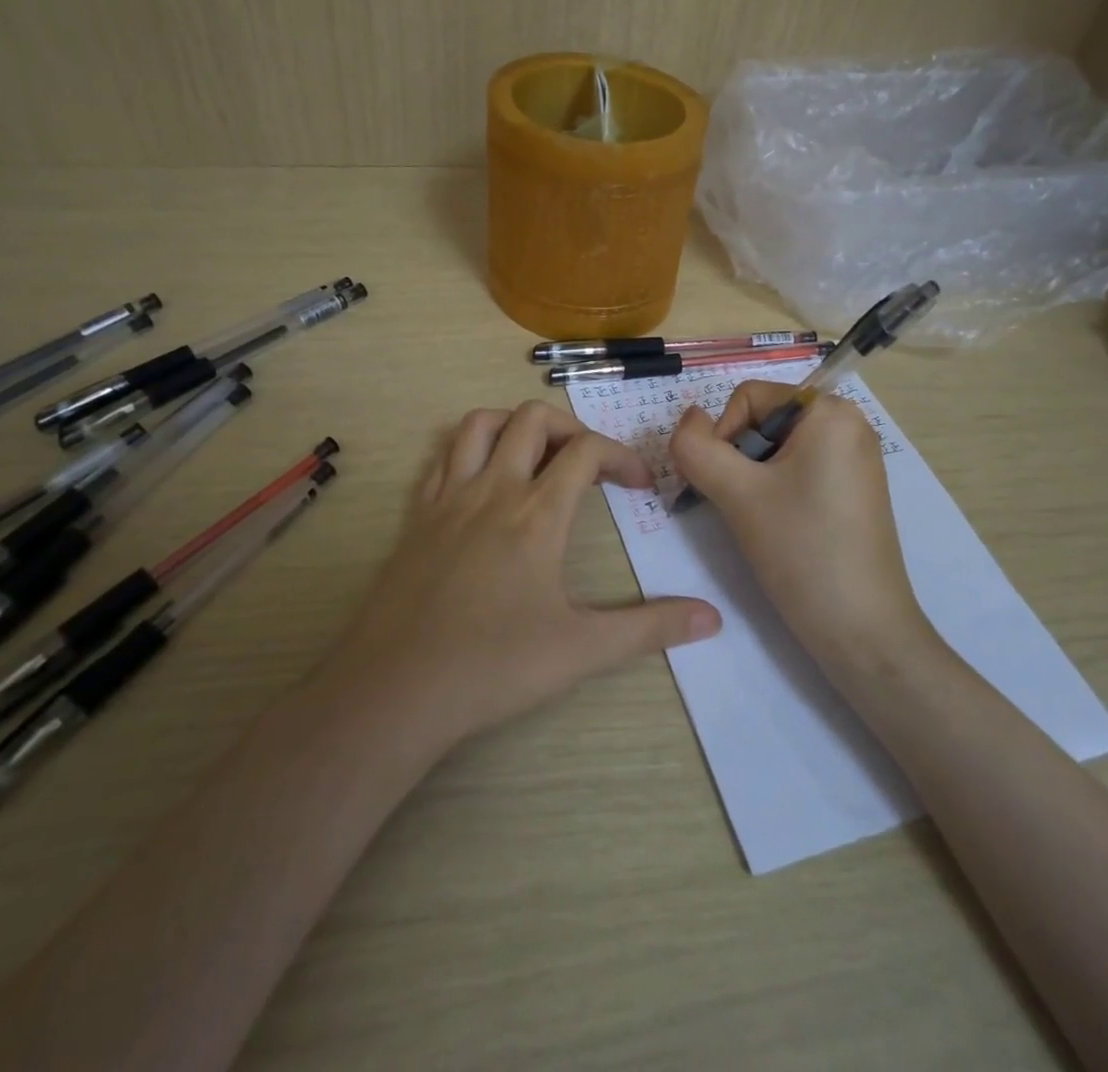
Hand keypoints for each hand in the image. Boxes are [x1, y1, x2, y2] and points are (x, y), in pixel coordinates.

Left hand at [323, 401, 721, 753]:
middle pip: (533, 419)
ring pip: (480, 424)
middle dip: (572, 428)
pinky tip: (482, 481)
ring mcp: (448, 498)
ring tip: (537, 456)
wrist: (395, 688)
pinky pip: (442, 457)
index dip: (621, 456)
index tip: (640, 484)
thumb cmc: (493, 666)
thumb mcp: (581, 650)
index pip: (586, 452)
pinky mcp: (416, 516)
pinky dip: (470, 450)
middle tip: (589, 464)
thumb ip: (650, 628)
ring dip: (514, 425)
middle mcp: (493, 489)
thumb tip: (712, 618)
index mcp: (537, 514)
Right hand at [668, 382, 935, 670]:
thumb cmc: (801, 550)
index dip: (722, 436)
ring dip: (753, 478)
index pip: (748, 397)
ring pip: (777, 449)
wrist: (862, 630)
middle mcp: (850, 424)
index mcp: (830, 412)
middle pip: (763, 421)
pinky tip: (780, 528)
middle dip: (739, 459)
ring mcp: (856, 459)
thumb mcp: (736, 493)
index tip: (725, 485)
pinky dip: (776, 491)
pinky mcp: (855, 490)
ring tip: (760, 520)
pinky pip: (800, 470)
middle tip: (740, 506)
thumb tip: (688, 420)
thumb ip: (695, 446)